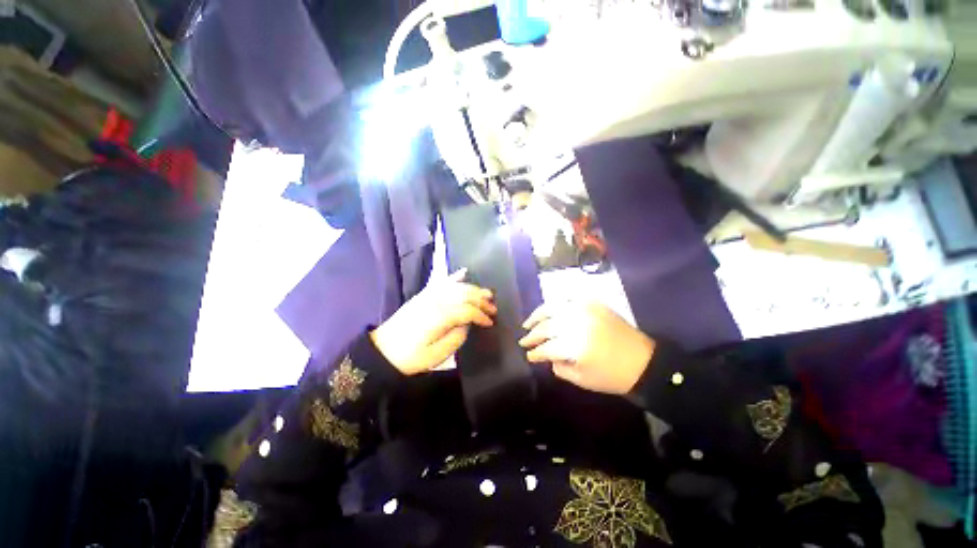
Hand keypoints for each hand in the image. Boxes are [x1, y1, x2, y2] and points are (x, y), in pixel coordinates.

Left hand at [370, 269, 495, 375]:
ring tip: (487, 293)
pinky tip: (464, 272)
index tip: (490, 323)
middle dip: (482, 300)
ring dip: (474, 288)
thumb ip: (457, 337)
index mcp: (440, 316)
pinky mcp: (423, 295)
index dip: (482, 315)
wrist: (383, 351)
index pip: (468, 310)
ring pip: (456, 286)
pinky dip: (455, 277)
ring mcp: (429, 295)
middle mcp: (436, 300)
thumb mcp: (437, 355)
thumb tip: (467, 324)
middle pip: (464, 294)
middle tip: (494, 308)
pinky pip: (442, 281)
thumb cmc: (411, 357)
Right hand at [519, 301, 654, 394]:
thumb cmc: (612, 376)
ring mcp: (584, 310)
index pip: (545, 347)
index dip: (535, 352)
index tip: (527, 355)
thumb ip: (559, 368)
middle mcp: (576, 324)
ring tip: (529, 323)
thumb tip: (548, 357)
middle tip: (524, 340)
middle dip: (532, 335)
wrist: (643, 361)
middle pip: (546, 327)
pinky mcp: (592, 303)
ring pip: (552, 308)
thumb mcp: (582, 380)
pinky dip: (555, 304)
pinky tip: (549, 311)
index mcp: (574, 346)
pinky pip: (567, 299)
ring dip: (537, 315)